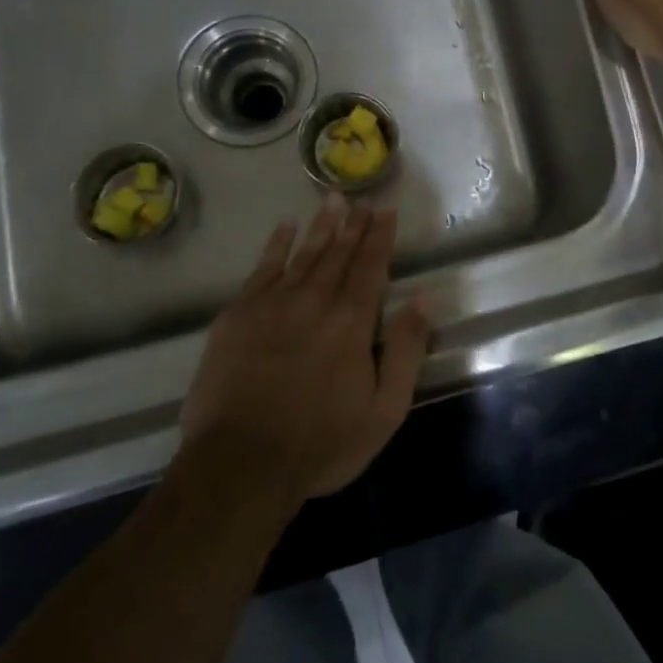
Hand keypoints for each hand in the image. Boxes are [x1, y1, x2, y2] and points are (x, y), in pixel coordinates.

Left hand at [180, 197, 430, 504]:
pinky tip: (285, 227)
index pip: (371, 266)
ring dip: (321, 225)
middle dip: (354, 224)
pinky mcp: (238, 314)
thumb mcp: (384, 410)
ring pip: (304, 253)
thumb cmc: (321, 444)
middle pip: (339, 253)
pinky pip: (263, 268)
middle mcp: (315, 300)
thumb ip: (407, 351)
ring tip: (332, 199)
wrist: (240, 463)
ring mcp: (273, 303)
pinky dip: (277, 245)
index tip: (385, 209)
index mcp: (352, 321)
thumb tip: (424, 299)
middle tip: (362, 199)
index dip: (380, 236)